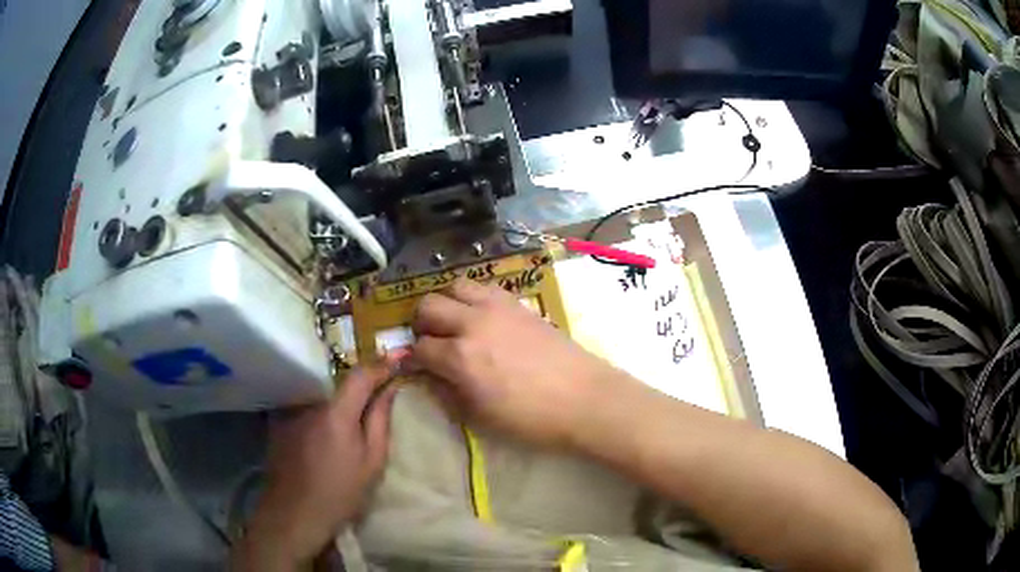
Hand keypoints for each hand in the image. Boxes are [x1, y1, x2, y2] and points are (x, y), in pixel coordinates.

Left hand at [232, 362, 398, 568]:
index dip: (380, 366)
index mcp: (336, 413)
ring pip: (321, 395)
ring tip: (347, 422)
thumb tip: (390, 389)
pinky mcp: (279, 421)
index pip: (360, 374)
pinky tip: (322, 436)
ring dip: (337, 401)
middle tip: (376, 397)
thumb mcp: (372, 463)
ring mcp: (290, 411)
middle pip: (339, 383)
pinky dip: (319, 412)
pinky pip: (305, 407)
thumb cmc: (340, 494)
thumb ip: (381, 421)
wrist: (294, 514)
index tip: (396, 363)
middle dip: (359, 386)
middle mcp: (310, 404)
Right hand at [411, 279, 622, 448]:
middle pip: (428, 306)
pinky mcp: (519, 303)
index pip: (420, 348)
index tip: (417, 368)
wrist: (584, 399)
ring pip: (455, 286)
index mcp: (460, 357)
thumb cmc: (531, 419)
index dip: (414, 360)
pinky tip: (483, 319)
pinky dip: (474, 298)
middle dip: (422, 324)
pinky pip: (485, 287)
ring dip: (447, 304)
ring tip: (456, 324)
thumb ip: (448, 394)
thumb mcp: (480, 418)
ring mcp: (497, 308)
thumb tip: (430, 377)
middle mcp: (473, 324)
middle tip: (433, 343)